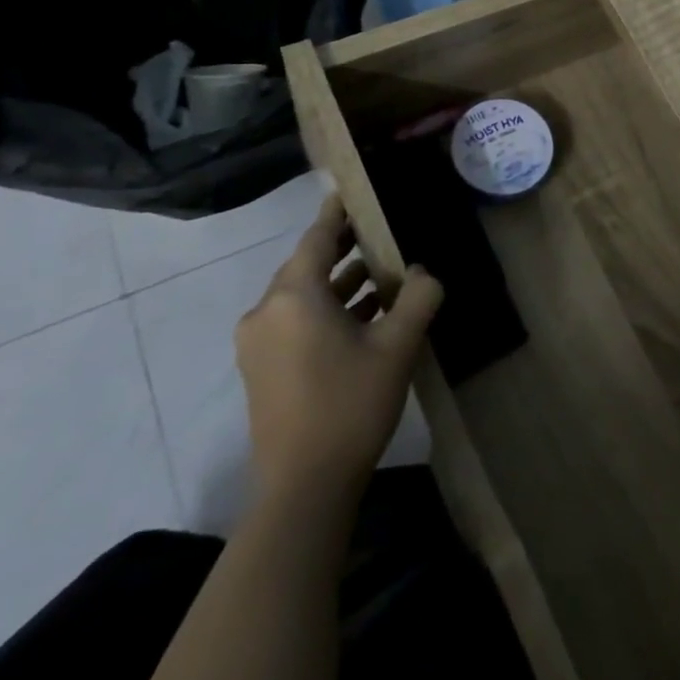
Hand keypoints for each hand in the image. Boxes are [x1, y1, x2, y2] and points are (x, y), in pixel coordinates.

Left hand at [235, 195, 442, 506]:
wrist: (303, 488)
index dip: (336, 213)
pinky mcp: (261, 370)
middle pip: (306, 265)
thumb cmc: (350, 404)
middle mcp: (266, 312)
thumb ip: (418, 296)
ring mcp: (258, 344)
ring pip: (301, 296)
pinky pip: (295, 321)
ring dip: (338, 282)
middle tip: (377, 230)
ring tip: (379, 272)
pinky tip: (362, 315)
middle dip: (342, 248)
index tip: (351, 191)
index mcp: (293, 297)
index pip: (316, 238)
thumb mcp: (398, 345)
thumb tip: (421, 272)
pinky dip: (326, 310)